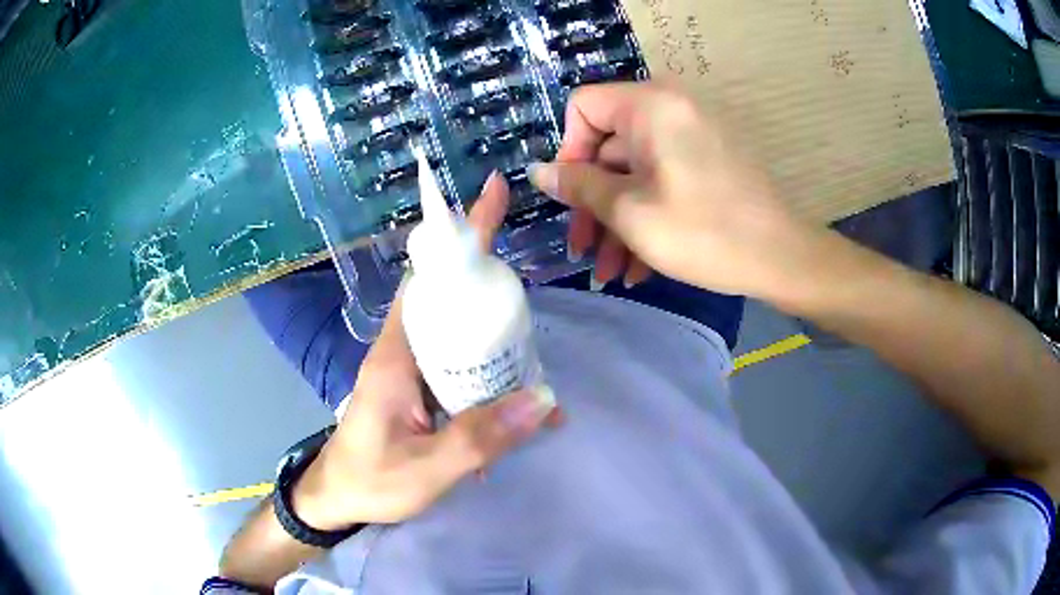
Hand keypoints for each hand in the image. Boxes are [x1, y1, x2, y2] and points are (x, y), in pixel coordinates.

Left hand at [293, 173, 558, 530]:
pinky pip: (459, 366)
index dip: (460, 236)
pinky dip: (488, 372)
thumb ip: (479, 439)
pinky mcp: (419, 389)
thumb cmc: (369, 481)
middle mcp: (404, 350)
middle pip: (451, 297)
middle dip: (492, 284)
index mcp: (396, 355)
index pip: (430, 278)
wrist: (337, 500)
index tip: (493, 196)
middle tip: (531, 297)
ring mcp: (412, 370)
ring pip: (459, 332)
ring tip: (534, 359)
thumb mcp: (424, 470)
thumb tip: (543, 400)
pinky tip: (516, 398)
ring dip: (496, 336)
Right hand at [529, 82, 820, 298]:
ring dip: (618, 220)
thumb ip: (579, 187)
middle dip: (594, 202)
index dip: (569, 152)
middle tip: (584, 251)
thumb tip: (537, 172)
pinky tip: (639, 266)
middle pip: (610, 146)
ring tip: (610, 272)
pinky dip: (648, 214)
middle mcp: (671, 109)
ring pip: (636, 171)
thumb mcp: (631, 213)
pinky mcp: (708, 161)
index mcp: (651, 106)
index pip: (584, 107)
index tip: (572, 199)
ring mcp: (693, 136)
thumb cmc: (705, 233)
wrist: (784, 258)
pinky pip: (664, 178)